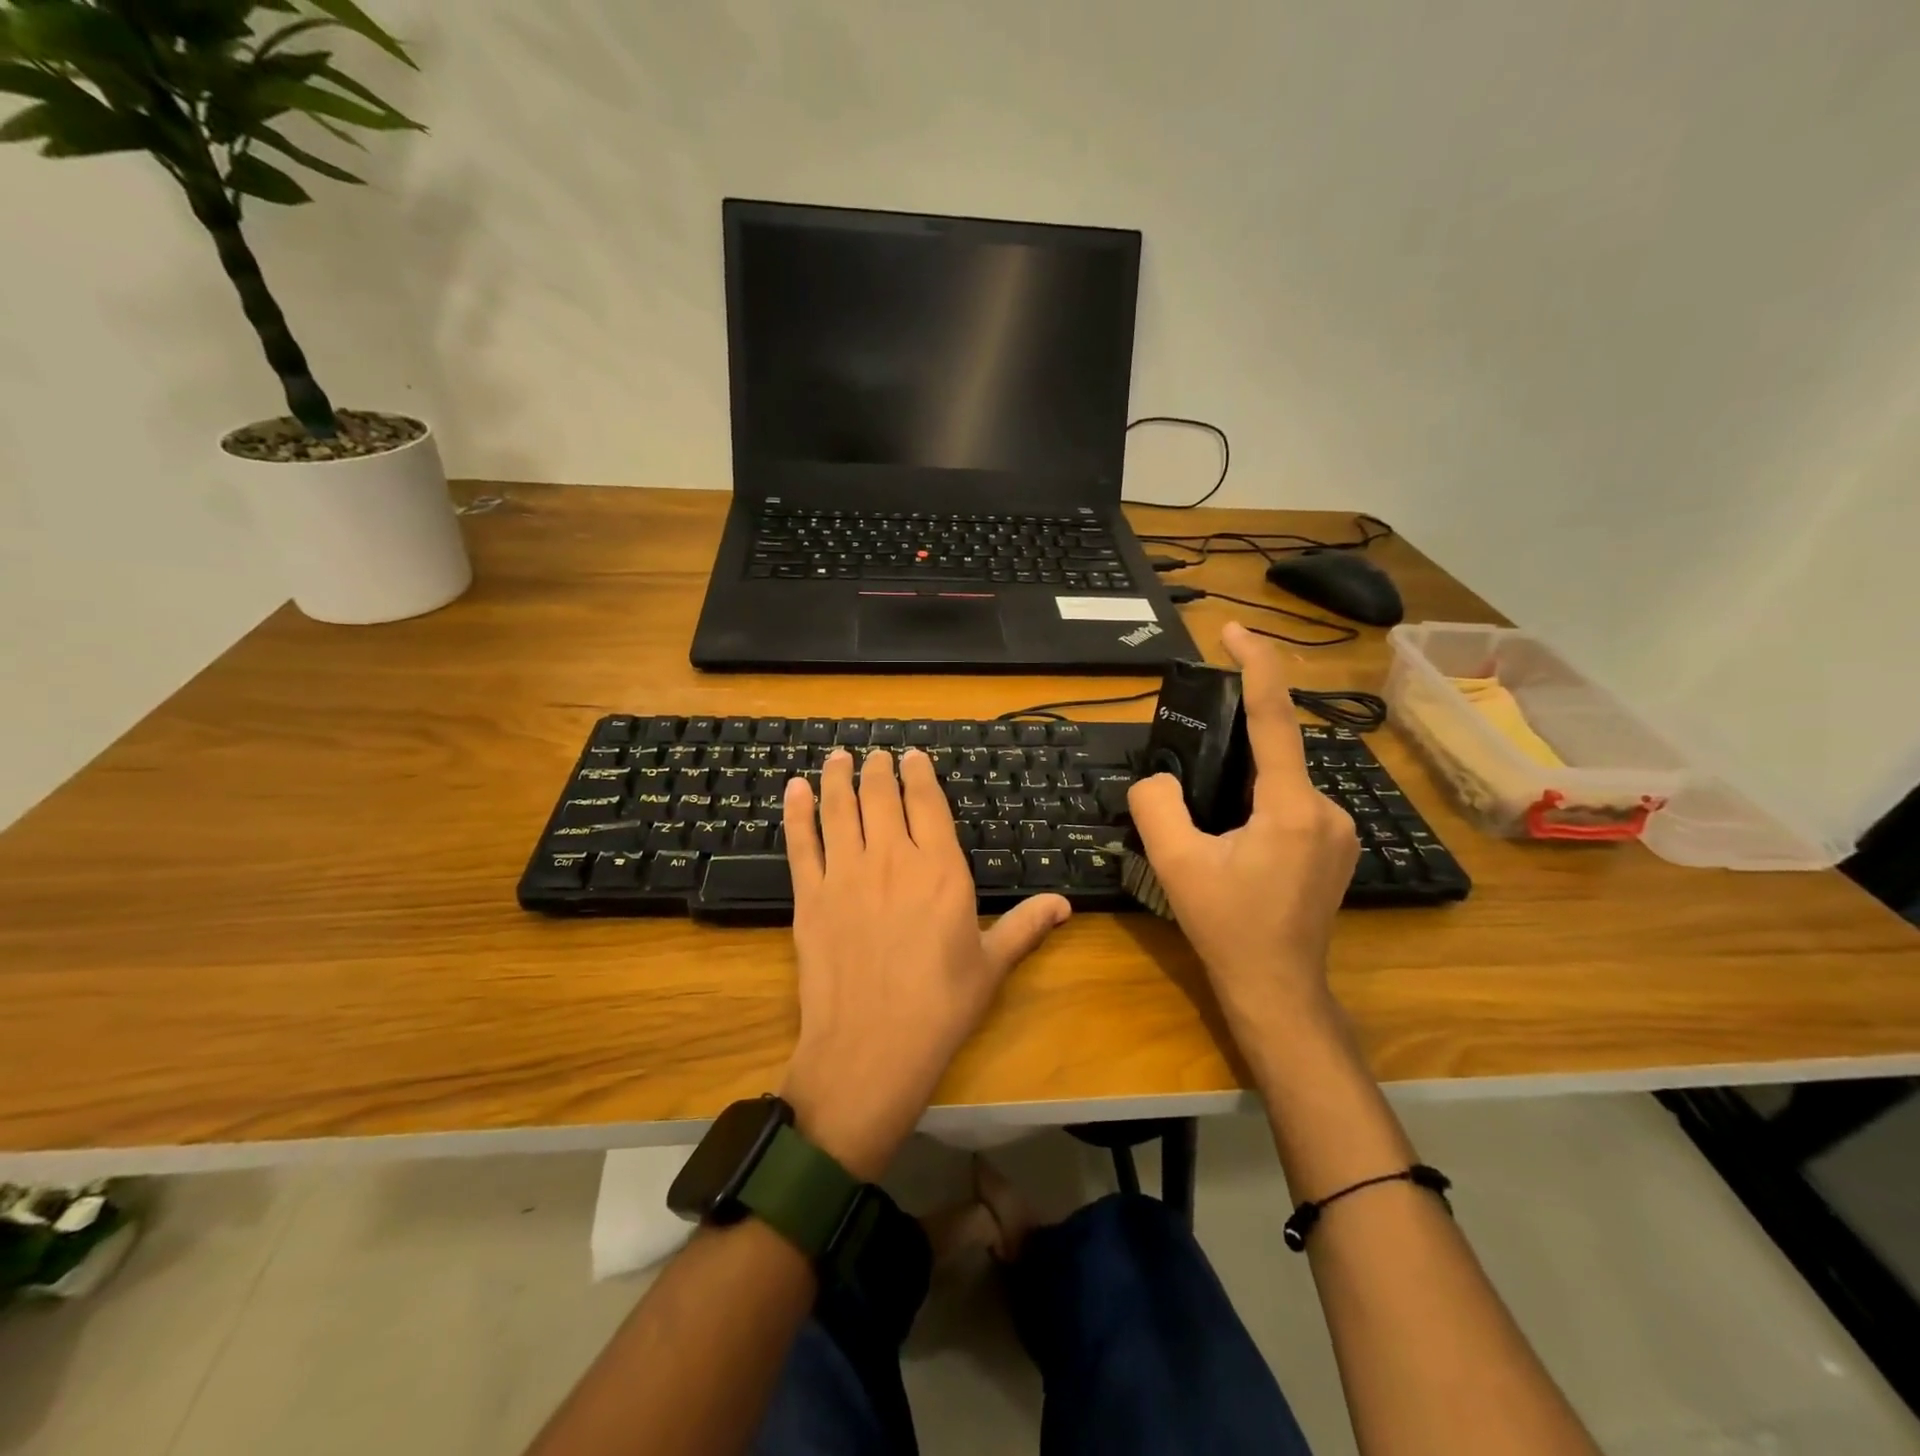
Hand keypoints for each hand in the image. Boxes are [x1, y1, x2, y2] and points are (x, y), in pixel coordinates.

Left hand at [779, 748, 1070, 1179]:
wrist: (871, 1048)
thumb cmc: (940, 1008)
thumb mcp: (992, 965)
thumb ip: (1026, 925)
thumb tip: (1065, 903)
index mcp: (940, 868)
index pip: (927, 802)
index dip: (920, 773)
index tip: (914, 756)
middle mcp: (891, 858)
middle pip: (880, 795)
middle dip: (878, 768)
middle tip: (876, 753)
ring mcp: (845, 874)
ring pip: (839, 808)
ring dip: (837, 777)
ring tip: (838, 756)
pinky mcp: (810, 896)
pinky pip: (802, 842)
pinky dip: (796, 812)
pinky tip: (794, 788)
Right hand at [1126, 622, 1359, 1049]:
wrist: (1277, 989)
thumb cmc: (1228, 927)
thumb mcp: (1175, 864)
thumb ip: (1156, 805)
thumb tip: (1158, 778)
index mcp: (1290, 806)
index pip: (1275, 718)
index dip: (1257, 666)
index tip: (1234, 630)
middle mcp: (1327, 808)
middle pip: (1275, 753)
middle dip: (1232, 752)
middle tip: (1194, 789)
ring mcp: (1339, 829)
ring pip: (1283, 781)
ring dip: (1245, 784)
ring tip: (1211, 827)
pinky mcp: (1338, 847)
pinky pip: (1294, 803)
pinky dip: (1262, 802)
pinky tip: (1237, 839)